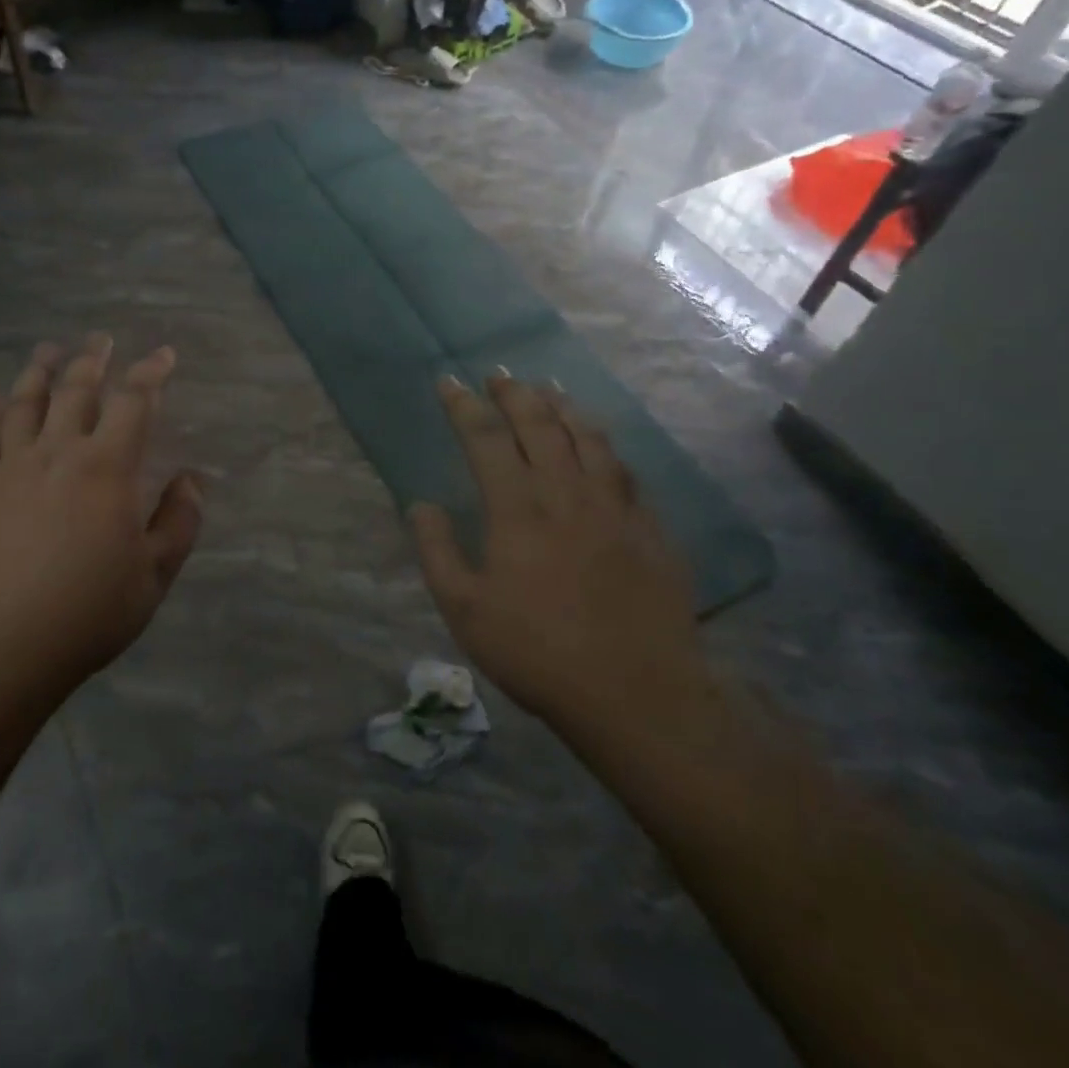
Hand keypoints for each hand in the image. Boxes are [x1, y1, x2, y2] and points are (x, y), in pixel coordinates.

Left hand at [0, 335, 204, 701]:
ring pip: (25, 404)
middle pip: (75, 390)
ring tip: (47, 351)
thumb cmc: (85, 613)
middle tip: (101, 339)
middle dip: (92, 360)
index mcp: (106, 467)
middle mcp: (57, 453)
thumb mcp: (153, 576)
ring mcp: (10, 469)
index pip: (134, 402)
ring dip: (39, 372)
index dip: (151, 373)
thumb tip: (192, 481)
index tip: (163, 355)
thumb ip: (178, 523)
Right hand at [410, 372, 711, 752]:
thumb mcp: (465, 610)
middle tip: (498, 375)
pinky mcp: (648, 527)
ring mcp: (613, 506)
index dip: (464, 405)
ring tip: (547, 389)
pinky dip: (604, 444)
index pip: (484, 437)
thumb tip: (420, 504)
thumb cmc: (537, 652)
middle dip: (514, 393)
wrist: (636, 692)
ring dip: (563, 406)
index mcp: (517, 508)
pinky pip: (624, 469)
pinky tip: (600, 443)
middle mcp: (565, 492)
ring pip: (587, 437)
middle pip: (539, 423)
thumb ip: (437, 551)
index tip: (449, 383)